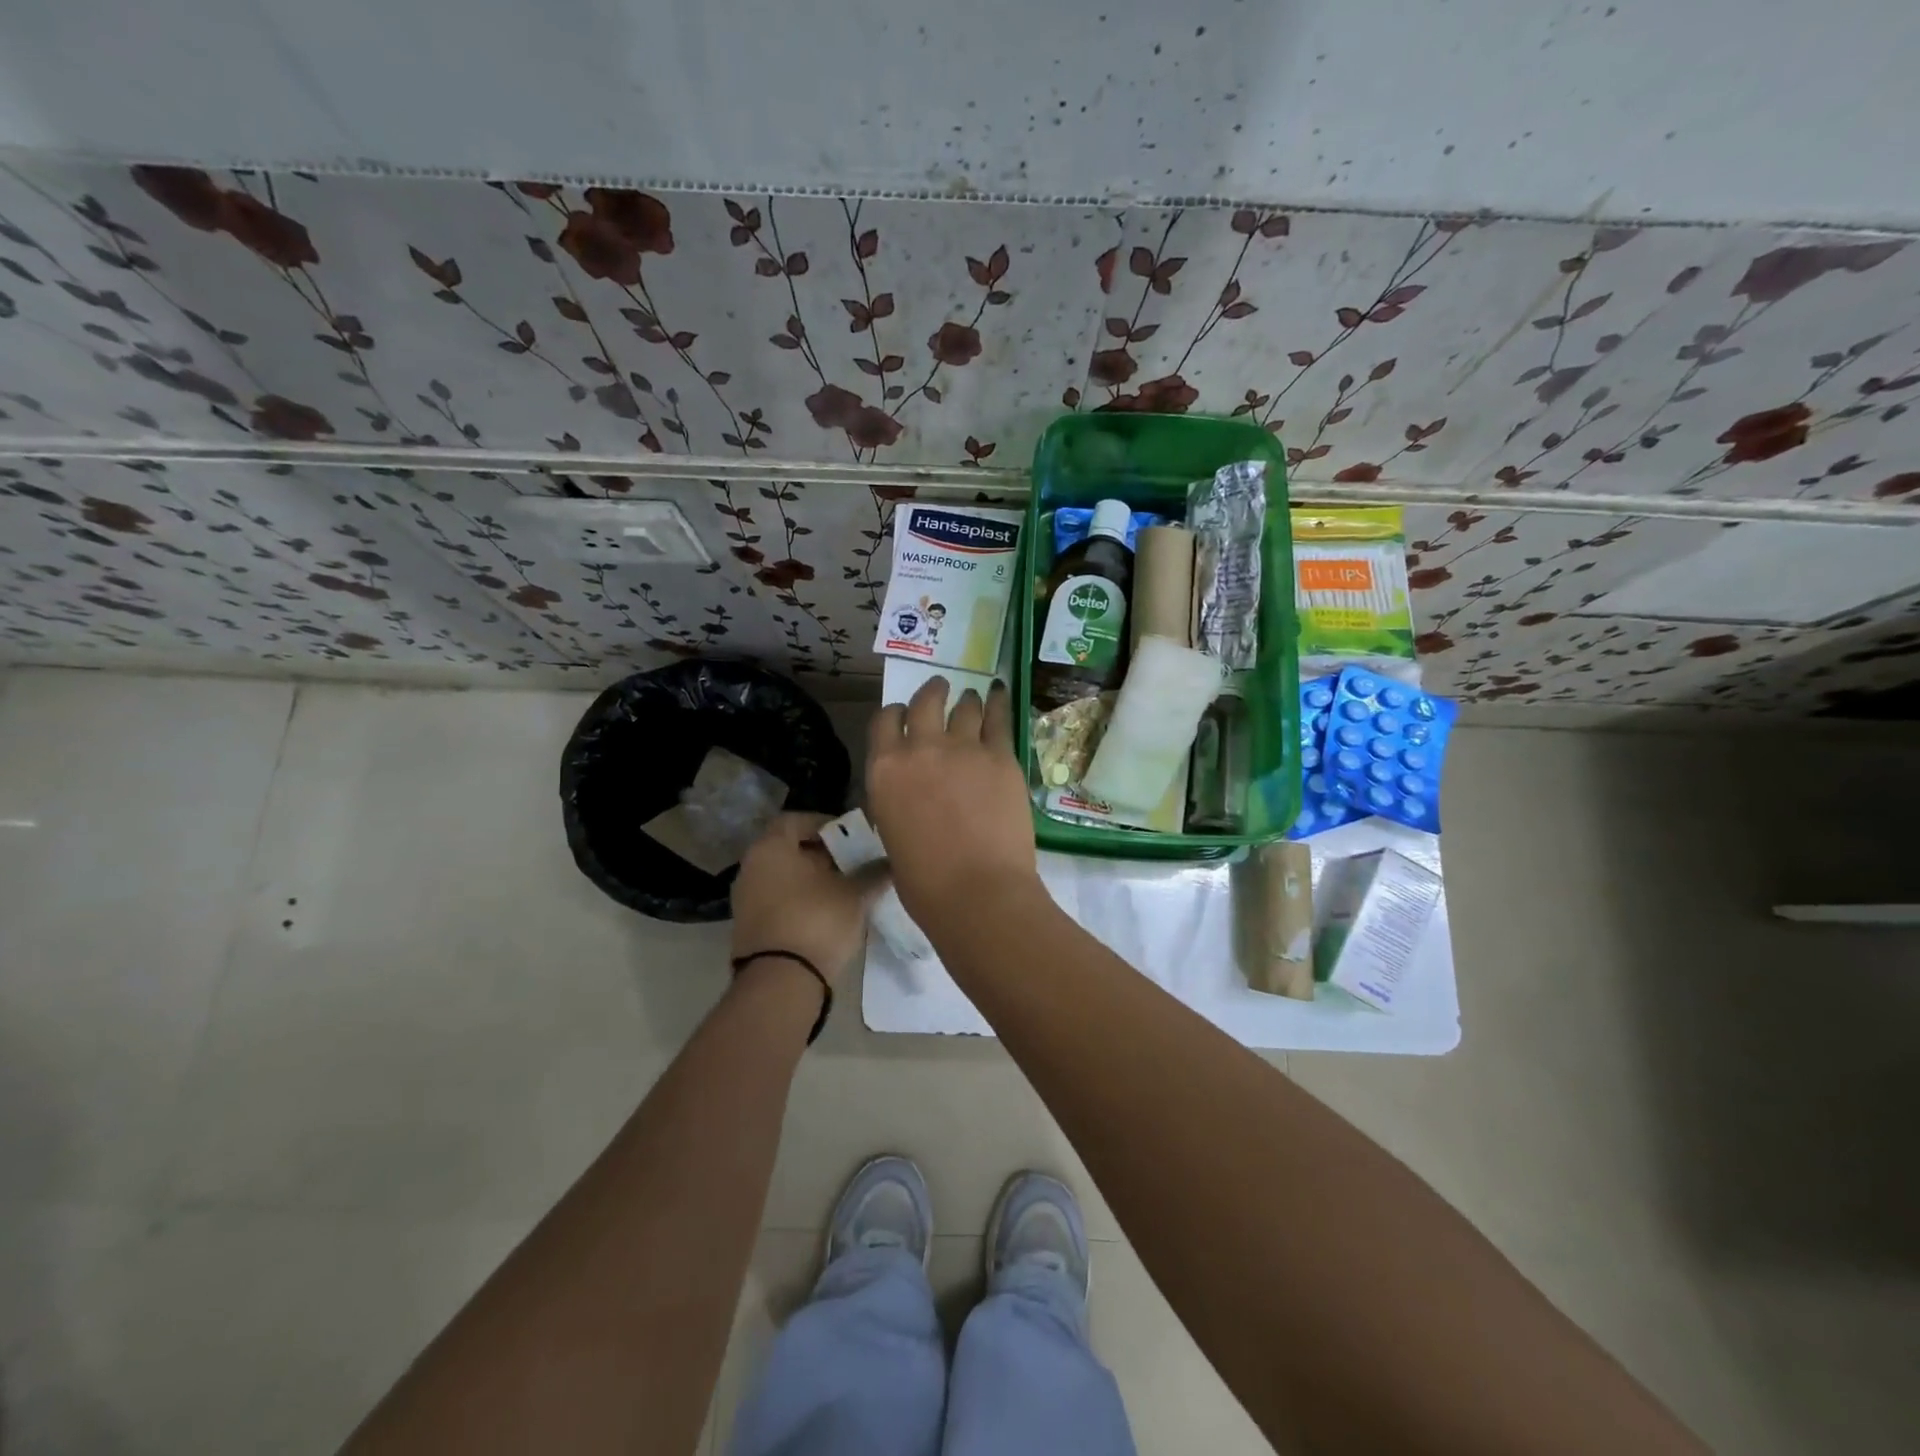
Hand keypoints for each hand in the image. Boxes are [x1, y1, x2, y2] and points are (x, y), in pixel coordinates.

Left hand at [730, 812, 885, 983]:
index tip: (849, 836)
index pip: (795, 820)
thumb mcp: (855, 894)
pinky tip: (826, 914)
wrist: (780, 983)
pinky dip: (799, 901)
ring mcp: (745, 899)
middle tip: (852, 863)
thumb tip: (890, 862)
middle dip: (821, 854)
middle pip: (788, 849)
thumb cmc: (817, 921)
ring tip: (844, 890)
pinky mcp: (748, 928)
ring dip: (811, 880)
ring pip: (783, 877)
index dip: (824, 824)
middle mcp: (751, 867)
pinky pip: (777, 901)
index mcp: (770, 848)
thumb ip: (873, 873)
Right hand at [867, 677, 1039, 930]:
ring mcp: (964, 748)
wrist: (977, 892)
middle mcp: (921, 748)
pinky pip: (999, 718)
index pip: (884, 722)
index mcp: (885, 770)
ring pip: (964, 707)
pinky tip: (998, 694)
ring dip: (966, 700)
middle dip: (931, 692)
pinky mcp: (1001, 756)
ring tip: (972, 697)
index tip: (903, 716)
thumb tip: (910, 793)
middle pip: (925, 702)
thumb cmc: (924, 882)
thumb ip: (897, 800)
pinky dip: (998, 703)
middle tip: (939, 688)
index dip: (895, 715)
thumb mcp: (891, 834)